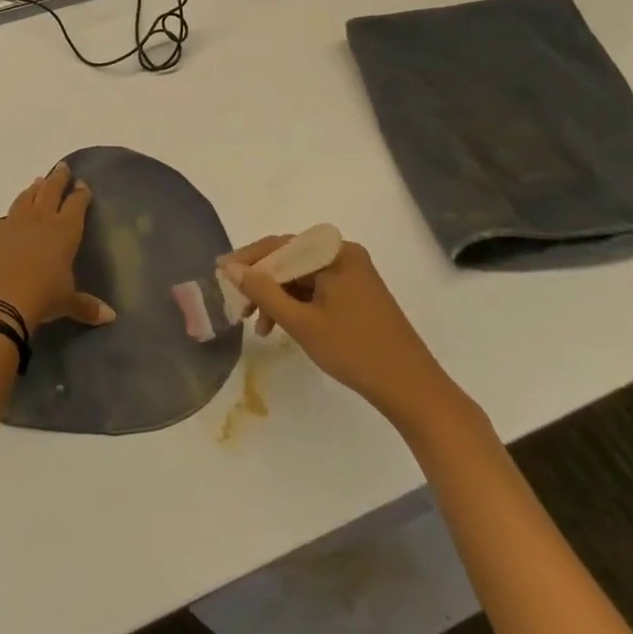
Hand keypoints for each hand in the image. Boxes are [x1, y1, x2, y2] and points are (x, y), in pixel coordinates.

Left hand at [0, 164, 114, 332]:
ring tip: (38, 181)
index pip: (76, 204)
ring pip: (26, 197)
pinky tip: (11, 217)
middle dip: (58, 178)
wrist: (0, 298)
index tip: (83, 184)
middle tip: (62, 167)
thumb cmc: (43, 297)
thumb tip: (111, 317)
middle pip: (51, 190)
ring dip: (34, 188)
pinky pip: (4, 218)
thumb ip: (87, 306)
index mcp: (65, 230)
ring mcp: (14, 222)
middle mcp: (41, 219)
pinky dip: (11, 215)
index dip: (80, 193)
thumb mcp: (67, 302)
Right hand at [220, 237, 470, 438]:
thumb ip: (263, 292)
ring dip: (277, 297)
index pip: (280, 244)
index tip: (220, 272)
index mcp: (334, 253)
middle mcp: (344, 254)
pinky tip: (281, 327)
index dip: (248, 258)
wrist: (412, 389)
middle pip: (290, 259)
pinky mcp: (358, 294)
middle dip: (261, 281)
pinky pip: (316, 289)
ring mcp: (353, 274)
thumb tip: (231, 268)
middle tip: (236, 304)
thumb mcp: (301, 322)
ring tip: (258, 327)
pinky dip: (296, 304)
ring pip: (302, 276)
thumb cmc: (355, 351)